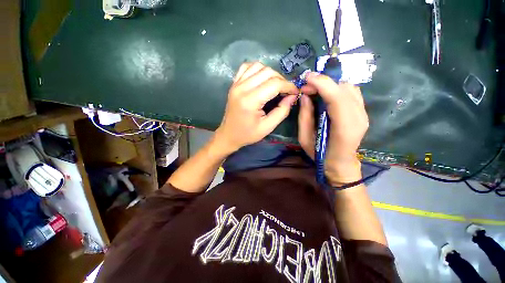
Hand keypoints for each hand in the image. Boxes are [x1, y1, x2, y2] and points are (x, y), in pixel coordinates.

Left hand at [214, 62, 298, 152]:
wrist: (229, 134)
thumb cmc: (248, 134)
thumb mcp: (268, 127)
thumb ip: (282, 111)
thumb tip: (292, 96)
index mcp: (250, 101)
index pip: (274, 84)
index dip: (289, 86)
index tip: (295, 92)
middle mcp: (242, 88)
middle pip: (267, 72)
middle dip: (281, 80)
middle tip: (286, 91)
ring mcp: (236, 84)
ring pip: (258, 66)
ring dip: (271, 73)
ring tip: (275, 85)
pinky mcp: (234, 84)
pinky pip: (246, 67)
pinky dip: (257, 69)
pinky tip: (262, 79)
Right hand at [298, 73, 368, 184]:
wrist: (341, 163)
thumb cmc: (320, 154)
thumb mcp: (305, 138)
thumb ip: (304, 117)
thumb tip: (305, 96)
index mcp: (343, 128)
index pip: (337, 97)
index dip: (322, 83)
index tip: (306, 77)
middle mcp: (358, 118)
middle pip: (344, 88)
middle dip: (323, 83)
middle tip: (307, 88)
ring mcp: (363, 114)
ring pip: (349, 88)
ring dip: (330, 85)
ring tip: (315, 91)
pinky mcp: (363, 112)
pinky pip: (352, 93)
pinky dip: (338, 89)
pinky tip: (327, 95)